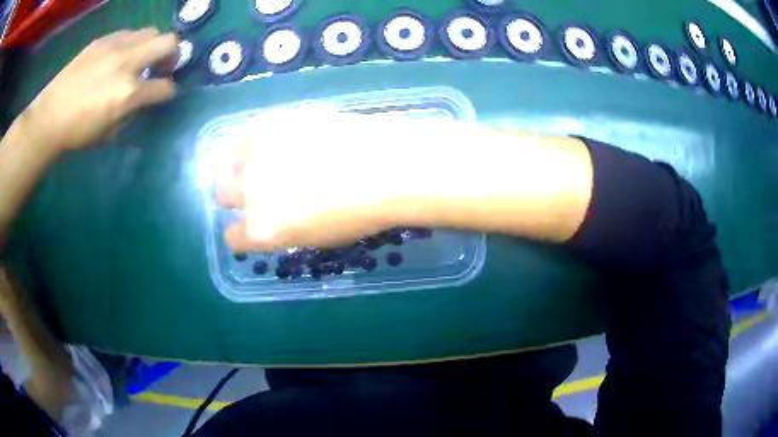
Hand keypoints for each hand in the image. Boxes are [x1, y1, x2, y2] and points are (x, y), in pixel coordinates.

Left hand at [22, 28, 177, 151]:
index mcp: (128, 93)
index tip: (163, 93)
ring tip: (138, 59)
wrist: (50, 116)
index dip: (168, 91)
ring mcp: (115, 46)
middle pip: (169, 42)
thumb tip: (142, 98)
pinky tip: (118, 56)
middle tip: (161, 65)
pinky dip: (131, 43)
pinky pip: (129, 33)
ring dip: (151, 45)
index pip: (165, 87)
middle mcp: (127, 63)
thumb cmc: (78, 132)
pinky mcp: (103, 39)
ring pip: (151, 32)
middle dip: (172, 54)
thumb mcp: (109, 133)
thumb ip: (131, 111)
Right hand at [215, 110, 417, 251]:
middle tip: (257, 189)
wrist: (387, 167)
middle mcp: (249, 193)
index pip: (233, 238)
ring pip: (227, 159)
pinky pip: (248, 131)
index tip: (251, 227)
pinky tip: (276, 138)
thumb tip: (274, 215)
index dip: (242, 234)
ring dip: (239, 163)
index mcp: (262, 230)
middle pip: (223, 194)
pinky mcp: (271, 121)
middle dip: (235, 196)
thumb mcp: (318, 236)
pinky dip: (256, 138)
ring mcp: (257, 153)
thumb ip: (285, 228)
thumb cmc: (362, 213)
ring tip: (262, 159)